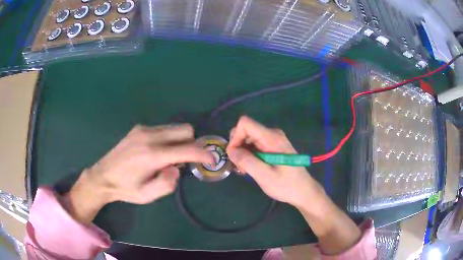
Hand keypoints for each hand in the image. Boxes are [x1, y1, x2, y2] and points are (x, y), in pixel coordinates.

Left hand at [65, 124, 213, 224]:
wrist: (103, 176)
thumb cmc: (126, 189)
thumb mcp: (148, 195)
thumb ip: (167, 183)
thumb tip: (178, 168)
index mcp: (152, 155)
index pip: (187, 149)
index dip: (204, 154)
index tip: (212, 160)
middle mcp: (149, 136)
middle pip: (185, 130)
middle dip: (192, 144)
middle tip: (183, 161)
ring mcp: (143, 129)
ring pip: (175, 127)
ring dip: (180, 141)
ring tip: (168, 158)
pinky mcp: (139, 128)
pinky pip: (164, 129)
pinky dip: (168, 138)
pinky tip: (157, 152)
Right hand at [226, 116, 325, 208]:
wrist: (303, 191)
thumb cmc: (286, 185)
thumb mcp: (265, 176)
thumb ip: (247, 161)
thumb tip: (230, 150)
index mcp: (271, 138)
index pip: (245, 123)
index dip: (235, 137)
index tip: (234, 156)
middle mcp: (272, 134)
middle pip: (245, 130)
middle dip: (237, 147)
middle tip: (240, 167)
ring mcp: (273, 140)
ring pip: (248, 139)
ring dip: (242, 153)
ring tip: (246, 170)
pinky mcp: (273, 147)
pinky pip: (255, 145)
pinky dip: (249, 155)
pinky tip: (251, 169)